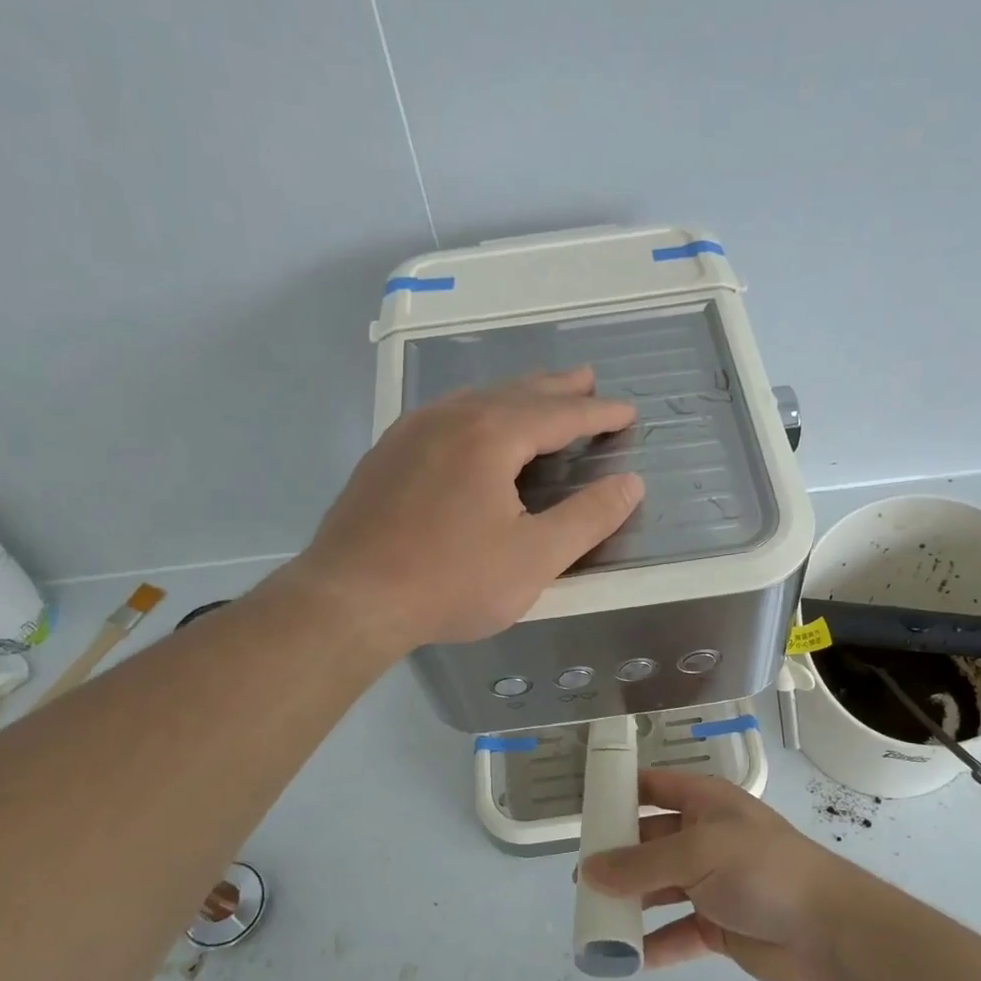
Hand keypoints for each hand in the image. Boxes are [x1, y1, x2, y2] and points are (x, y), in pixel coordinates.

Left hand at [289, 369, 643, 651]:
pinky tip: (471, 428)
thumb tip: (631, 484)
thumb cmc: (451, 581)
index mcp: (490, 435)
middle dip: (556, 388)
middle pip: (515, 393)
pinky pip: (443, 417)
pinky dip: (475, 413)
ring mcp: (409, 433)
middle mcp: (449, 419)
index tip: (627, 411)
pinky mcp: (384, 456)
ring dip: (514, 396)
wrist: (349, 600)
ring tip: (537, 397)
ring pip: (474, 400)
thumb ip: (588, 518)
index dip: (598, 414)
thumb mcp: (535, 558)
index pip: (559, 414)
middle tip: (586, 380)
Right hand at [581, 770, 878, 980]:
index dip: (621, 792)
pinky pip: (677, 932)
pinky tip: (627, 957)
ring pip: (659, 889)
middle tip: (580, 880)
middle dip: (617, 859)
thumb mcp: (698, 854)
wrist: (827, 929)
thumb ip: (641, 863)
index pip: (655, 787)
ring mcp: (712, 883)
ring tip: (594, 919)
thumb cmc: (761, 870)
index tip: (585, 809)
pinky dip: (654, 943)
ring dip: (631, 903)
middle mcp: (705, 838)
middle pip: (650, 842)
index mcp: (706, 803)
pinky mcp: (718, 925)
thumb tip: (588, 871)